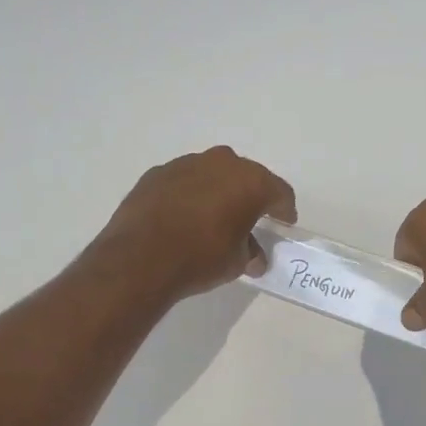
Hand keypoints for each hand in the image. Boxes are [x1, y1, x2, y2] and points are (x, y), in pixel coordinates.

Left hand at [93, 147, 295, 303]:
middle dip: (251, 195)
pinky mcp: (157, 173)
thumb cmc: (201, 258)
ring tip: (215, 216)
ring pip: (213, 174)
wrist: (140, 258)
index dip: (284, 209)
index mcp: (250, 182)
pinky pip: (184, 181)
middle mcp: (221, 163)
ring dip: (218, 191)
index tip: (285, 222)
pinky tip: (184, 216)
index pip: (279, 192)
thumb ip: (250, 253)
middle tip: (252, 216)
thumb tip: (254, 258)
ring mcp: (186, 164)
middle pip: (246, 176)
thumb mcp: (236, 262)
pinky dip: (190, 194)